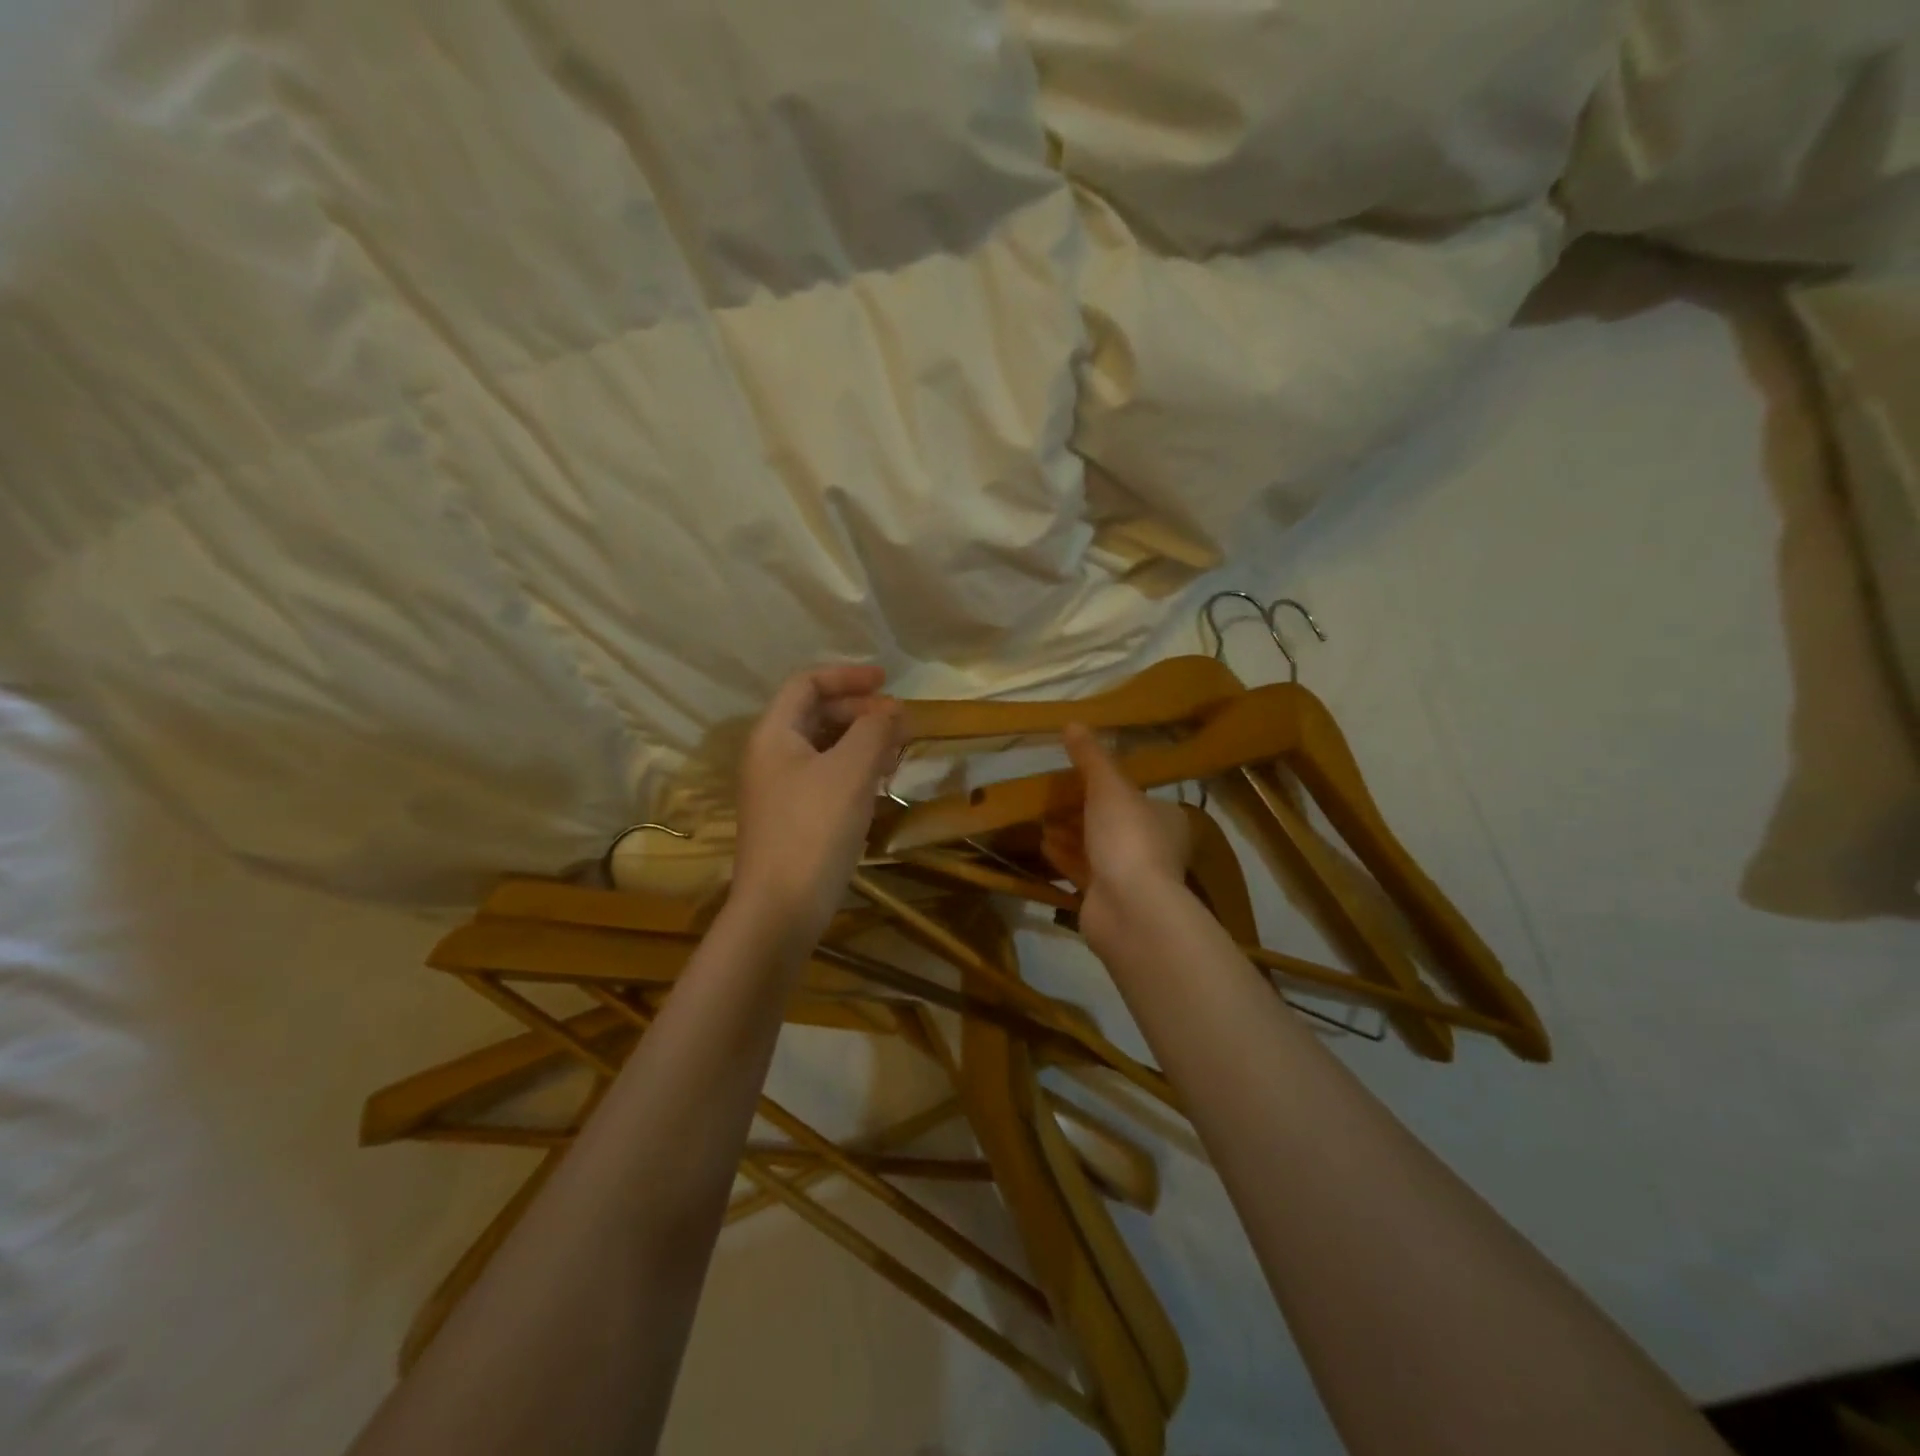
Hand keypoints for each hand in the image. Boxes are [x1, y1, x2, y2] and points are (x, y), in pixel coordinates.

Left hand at [732, 665, 902, 945]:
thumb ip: (875, 731)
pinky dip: (854, 770)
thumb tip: (893, 709)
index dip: (847, 676)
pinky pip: (826, 777)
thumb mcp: (850, 772)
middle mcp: (771, 755)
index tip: (887, 682)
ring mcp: (780, 789)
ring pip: (824, 748)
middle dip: (860, 712)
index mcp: (774, 734)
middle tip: (899, 723)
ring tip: (896, 752)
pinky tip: (879, 784)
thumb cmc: (814, 830)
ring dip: (861, 742)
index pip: (807, 684)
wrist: (781, 909)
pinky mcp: (793, 817)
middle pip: (816, 714)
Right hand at [1041, 723, 1191, 947]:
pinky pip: (1083, 871)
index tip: (1078, 776)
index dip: (1108, 785)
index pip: (1137, 796)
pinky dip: (1064, 857)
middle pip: (1114, 822)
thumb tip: (1072, 722)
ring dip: (1070, 833)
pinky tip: (1042, 844)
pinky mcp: (1107, 900)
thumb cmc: (1128, 838)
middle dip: (1083, 810)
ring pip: (1096, 848)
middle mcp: (1153, 847)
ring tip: (1040, 817)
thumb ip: (1091, 757)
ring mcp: (1130, 877)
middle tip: (1052, 795)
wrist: (1130, 909)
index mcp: (1165, 819)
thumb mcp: (1109, 787)